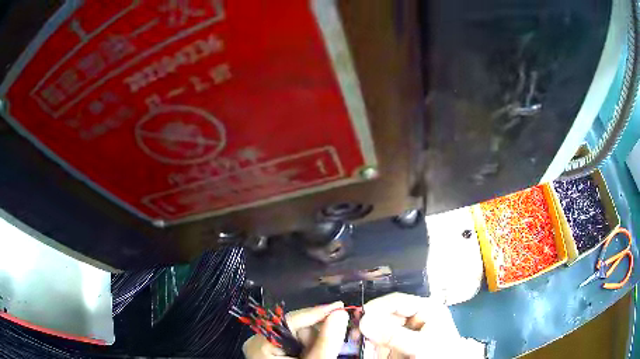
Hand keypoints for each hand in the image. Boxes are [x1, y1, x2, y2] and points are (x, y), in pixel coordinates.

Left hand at [243, 301, 348, 358]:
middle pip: (295, 327)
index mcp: (260, 344)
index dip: (317, 312)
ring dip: (315, 342)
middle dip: (317, 334)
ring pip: (297, 334)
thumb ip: (327, 341)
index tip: (340, 306)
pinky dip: (309, 347)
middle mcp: (258, 341)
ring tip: (321, 355)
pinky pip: (294, 342)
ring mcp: (263, 347)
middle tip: (335, 342)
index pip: (291, 320)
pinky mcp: (271, 353)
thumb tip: (340, 313)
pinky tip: (314, 354)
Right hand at [359, 293, 483, 357]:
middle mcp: (416, 316)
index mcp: (426, 308)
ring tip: (369, 346)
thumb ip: (393, 335)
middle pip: (387, 316)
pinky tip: (378, 352)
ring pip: (383, 330)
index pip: (397, 301)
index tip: (360, 317)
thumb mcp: (420, 344)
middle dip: (373, 327)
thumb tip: (365, 322)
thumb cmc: (442, 352)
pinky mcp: (403, 343)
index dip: (377, 307)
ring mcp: (408, 331)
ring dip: (374, 339)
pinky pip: (385, 341)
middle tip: (358, 335)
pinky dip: (379, 347)